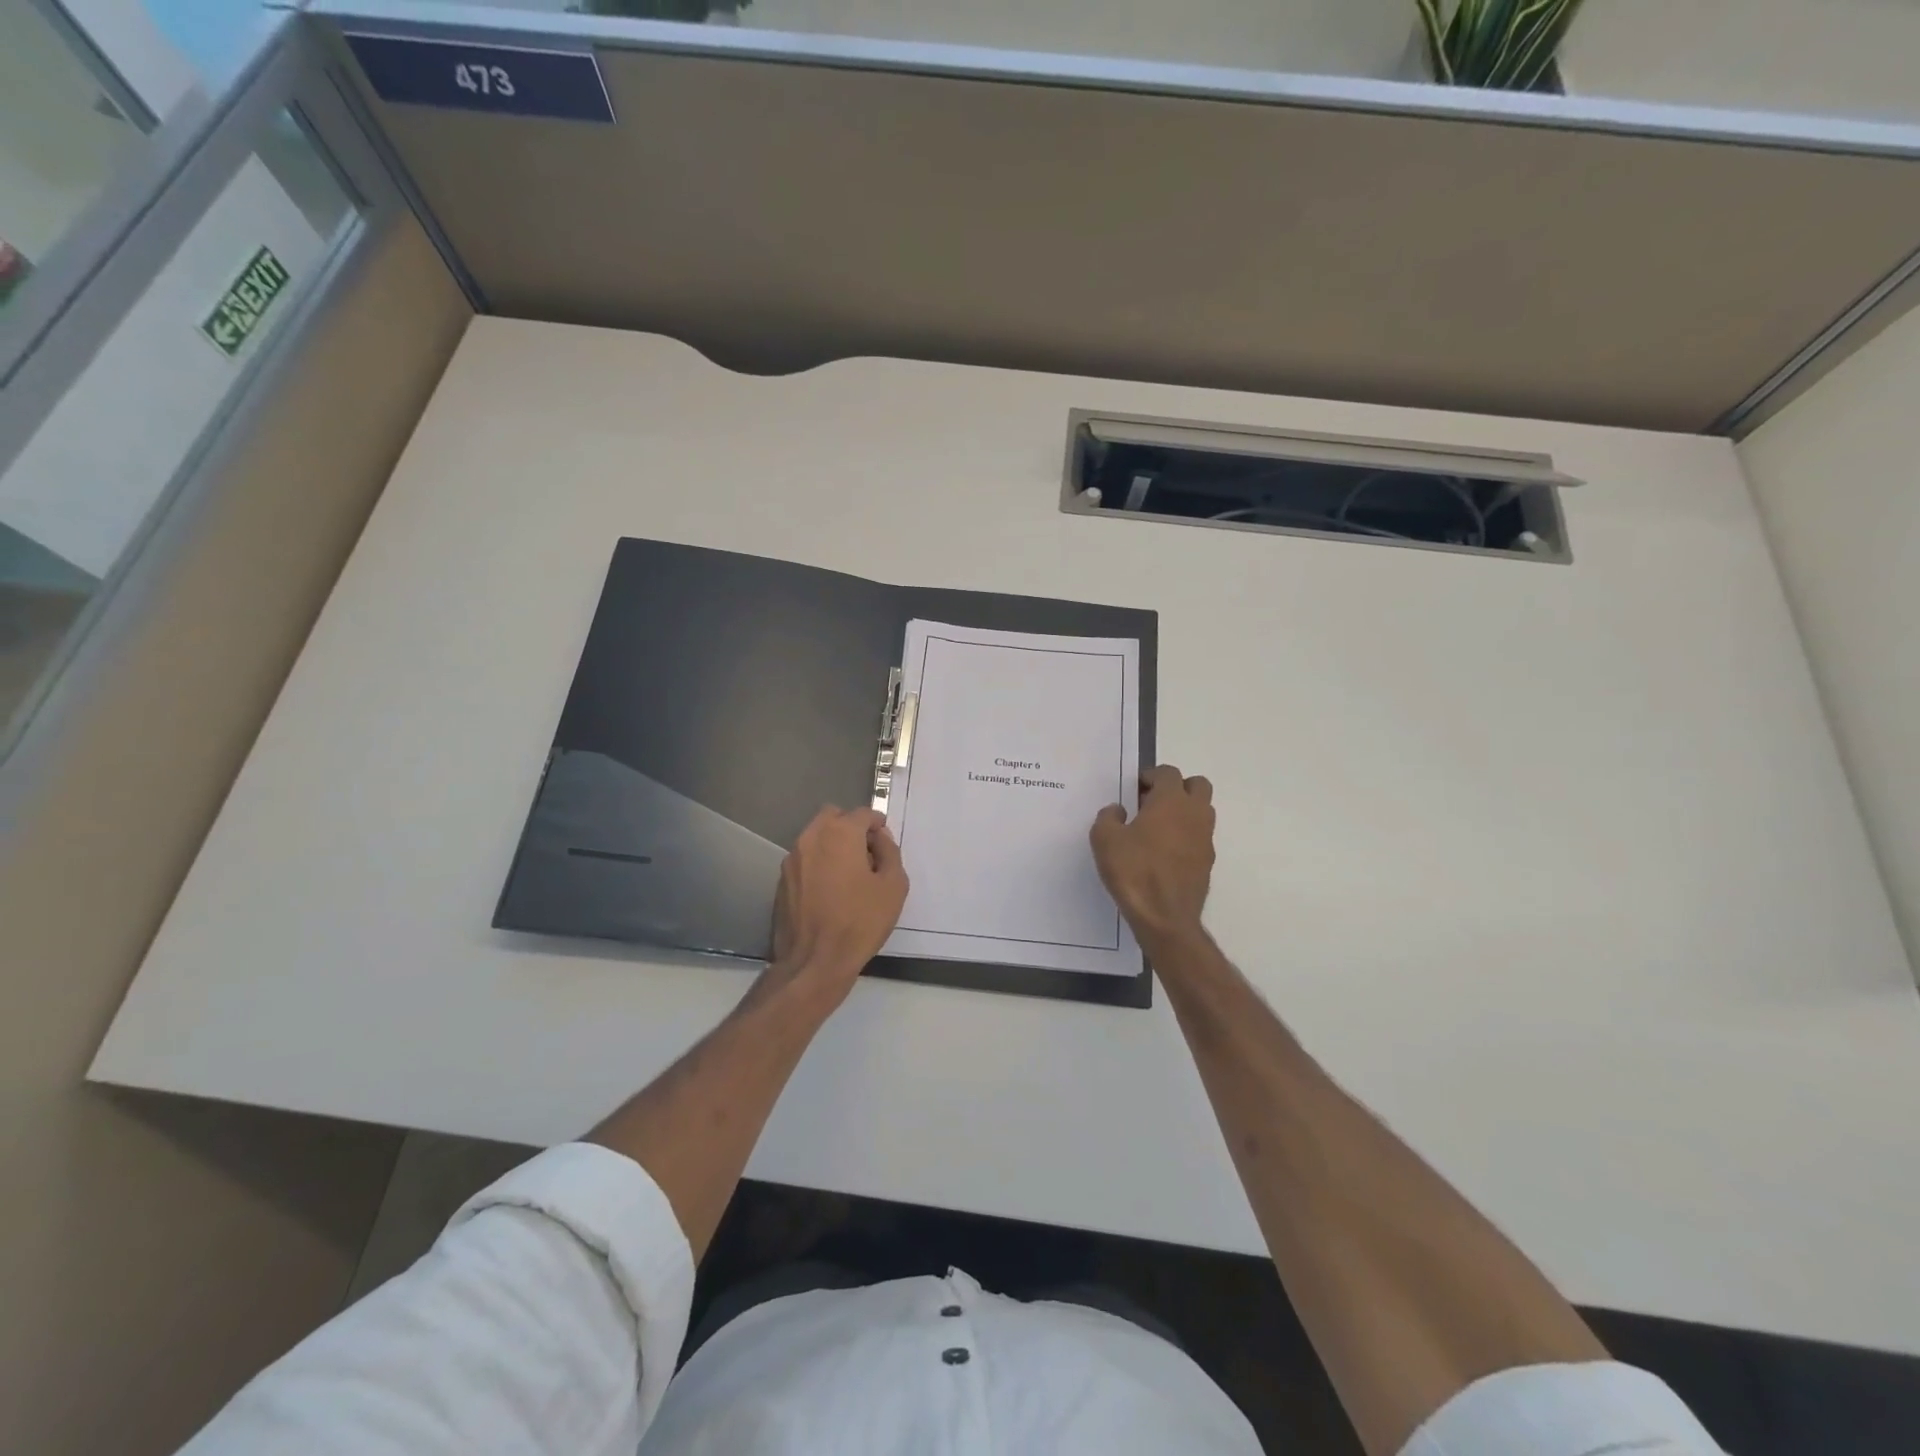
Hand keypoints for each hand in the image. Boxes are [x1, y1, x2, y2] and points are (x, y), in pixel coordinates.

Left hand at [768, 806, 908, 1005]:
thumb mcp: (893, 886)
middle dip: (851, 826)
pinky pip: (805, 859)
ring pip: (815, 836)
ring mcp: (792, 859)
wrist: (814, 962)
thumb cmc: (860, 922)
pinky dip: (819, 863)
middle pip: (833, 816)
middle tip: (867, 852)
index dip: (877, 823)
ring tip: (849, 873)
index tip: (884, 840)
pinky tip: (830, 889)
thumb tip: (879, 839)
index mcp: (839, 834)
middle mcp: (811, 838)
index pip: (862, 813)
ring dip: (833, 844)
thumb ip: (890, 853)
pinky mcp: (782, 880)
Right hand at [1091, 765, 1215, 946]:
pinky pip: (1199, 837)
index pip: (1168, 773)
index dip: (1151, 775)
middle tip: (1152, 802)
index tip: (1135, 788)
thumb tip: (1119, 810)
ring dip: (1183, 811)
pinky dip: (1185, 836)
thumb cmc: (1134, 871)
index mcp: (1171, 801)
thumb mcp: (1104, 839)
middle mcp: (1194, 814)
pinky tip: (1163, 853)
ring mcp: (1205, 838)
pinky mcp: (1207, 862)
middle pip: (1197, 785)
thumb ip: (1108, 816)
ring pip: (1202, 811)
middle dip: (1177, 787)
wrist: (1165, 917)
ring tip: (1156, 828)